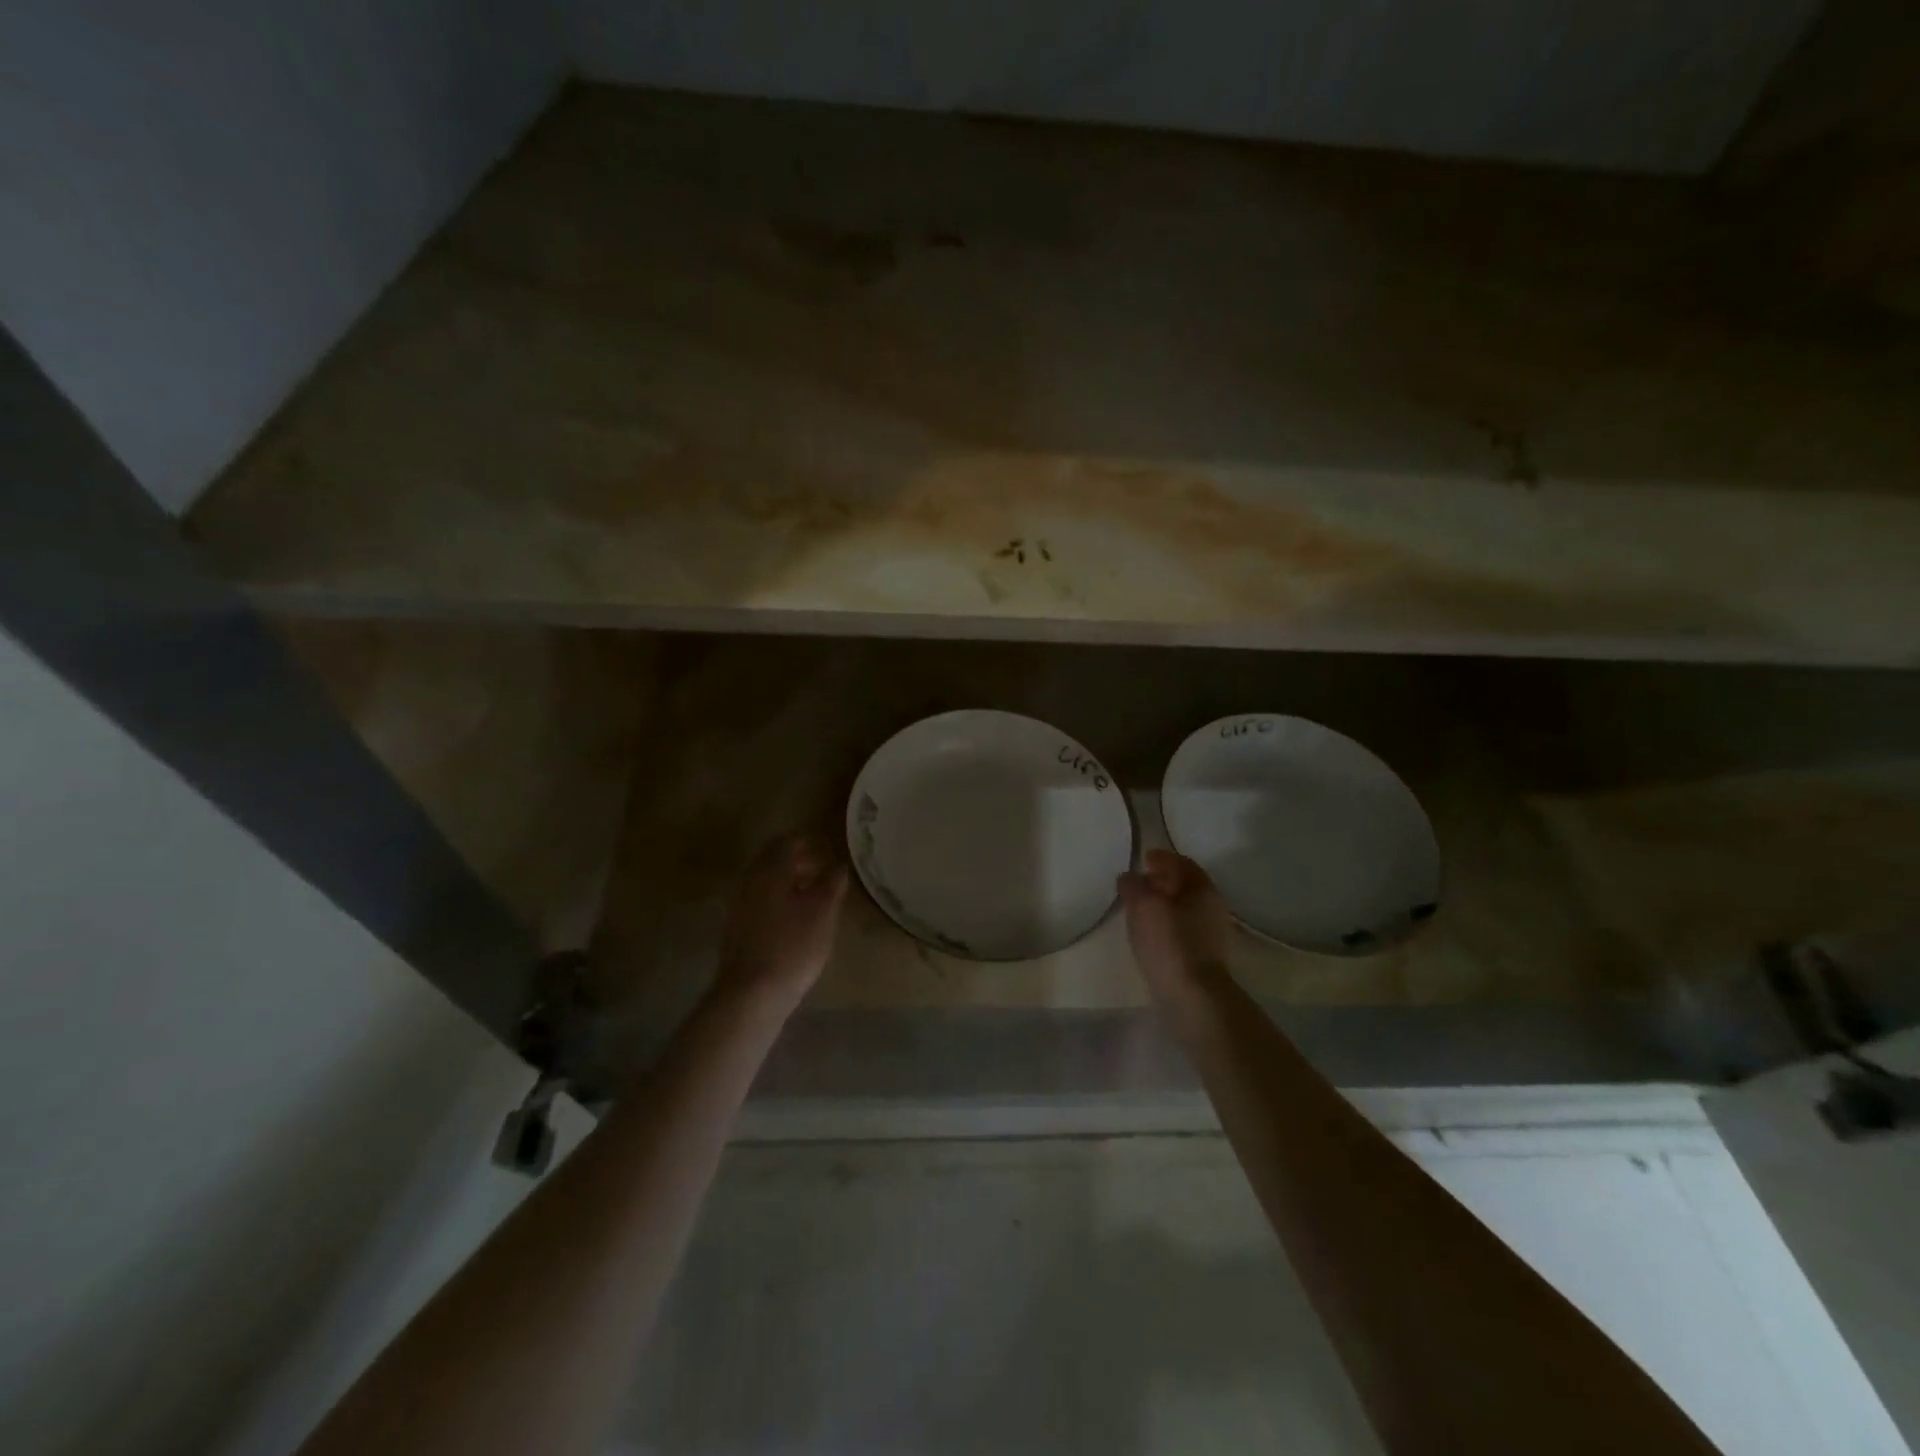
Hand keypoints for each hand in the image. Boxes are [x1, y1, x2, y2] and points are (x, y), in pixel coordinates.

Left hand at [715, 834, 848, 1017]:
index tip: (825, 848)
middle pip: (772, 860)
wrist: (750, 994)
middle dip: (796, 860)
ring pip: (764, 881)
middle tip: (821, 870)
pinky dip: (777, 899)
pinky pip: (759, 901)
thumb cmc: (792, 947)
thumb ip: (831, 884)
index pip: (787, 842)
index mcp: (770, 871)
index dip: (807, 841)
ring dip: (787, 881)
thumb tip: (838, 865)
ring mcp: (739, 905)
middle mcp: (750, 881)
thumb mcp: (822, 913)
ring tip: (811, 895)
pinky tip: (793, 918)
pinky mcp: (736, 928)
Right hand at [1119, 849, 1231, 994]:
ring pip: (1185, 908)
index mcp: (1202, 888)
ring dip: (1164, 904)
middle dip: (1162, 881)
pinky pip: (1184, 929)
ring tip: (1139, 910)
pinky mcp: (1206, 957)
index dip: (1162, 858)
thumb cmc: (1169, 942)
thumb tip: (1129, 877)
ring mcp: (1212, 933)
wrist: (1195, 997)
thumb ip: (1133, 886)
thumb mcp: (1142, 905)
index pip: (1182, 863)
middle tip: (1139, 883)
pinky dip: (1167, 924)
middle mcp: (1213, 906)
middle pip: (1185, 885)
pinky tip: (1151, 934)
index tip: (1144, 858)